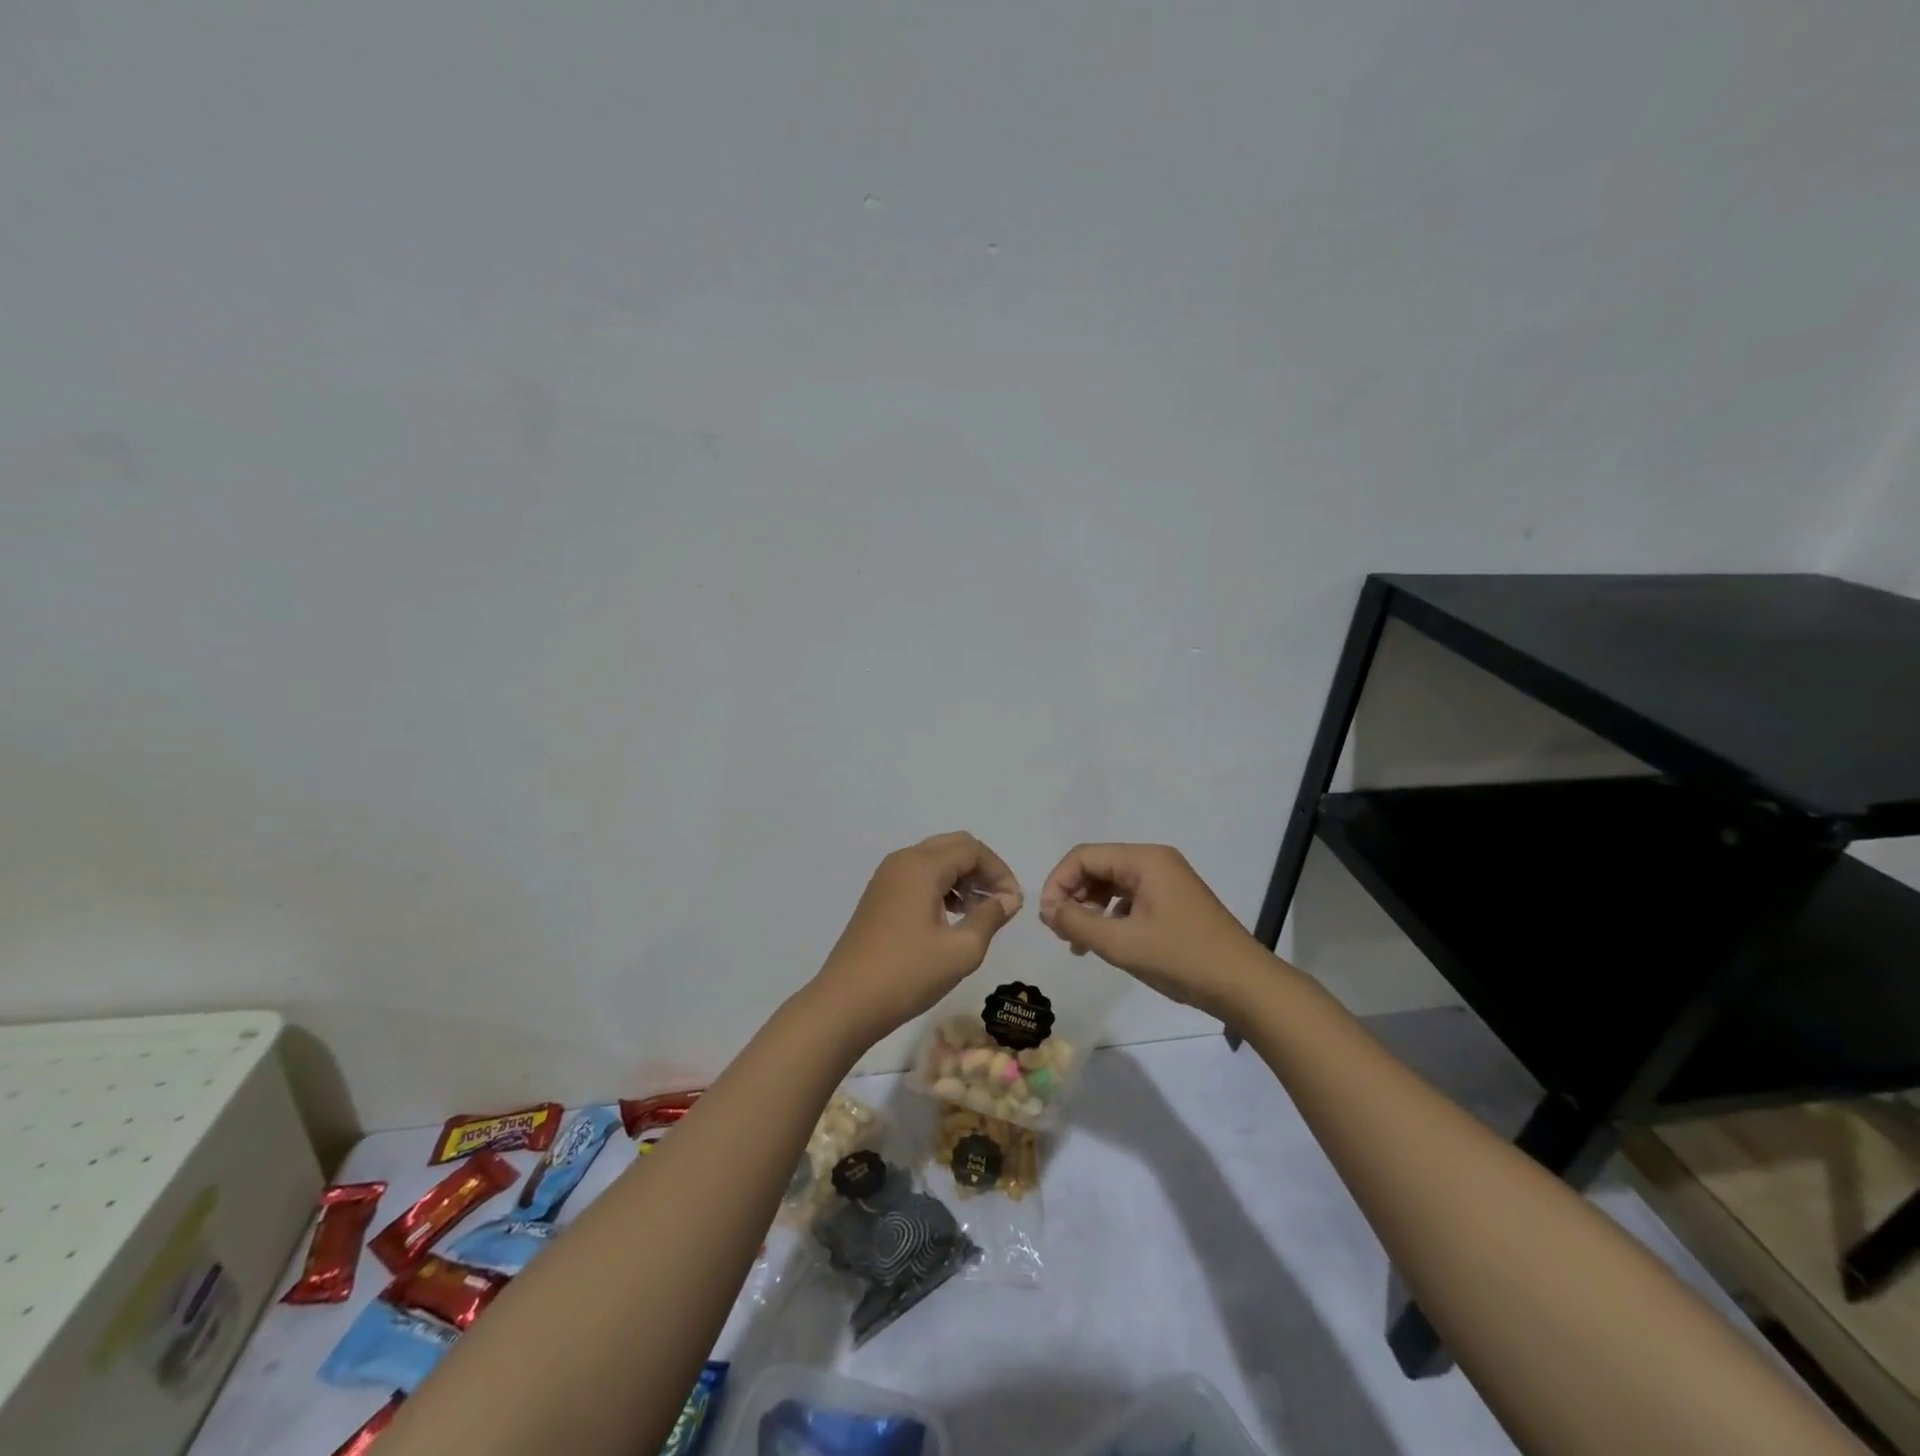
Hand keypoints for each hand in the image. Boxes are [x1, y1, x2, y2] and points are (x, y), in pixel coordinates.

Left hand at [814, 832, 1023, 1044]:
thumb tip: (1008, 898)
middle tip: (999, 902)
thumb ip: (990, 916)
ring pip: (935, 859)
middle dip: (982, 869)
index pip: (972, 849)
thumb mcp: (961, 950)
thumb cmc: (908, 974)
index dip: (999, 872)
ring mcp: (886, 878)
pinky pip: (918, 876)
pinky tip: (950, 917)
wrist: (846, 1002)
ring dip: (962, 877)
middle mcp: (902, 861)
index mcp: (922, 866)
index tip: (1013, 904)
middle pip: (953, 846)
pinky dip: (941, 886)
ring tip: (977, 912)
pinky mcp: (878, 896)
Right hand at [1037, 843, 1256, 1019]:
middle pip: (1098, 867)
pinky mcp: (1174, 902)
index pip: (1084, 856)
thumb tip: (1047, 910)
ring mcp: (1167, 881)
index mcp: (1144, 860)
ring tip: (1080, 944)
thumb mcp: (1121, 943)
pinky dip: (1111, 918)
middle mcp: (1155, 862)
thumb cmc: (1181, 958)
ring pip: (1112, 885)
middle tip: (1062, 933)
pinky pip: (1130, 899)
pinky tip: (1106, 944)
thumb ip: (1077, 922)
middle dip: (1073, 897)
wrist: (1245, 986)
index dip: (1058, 883)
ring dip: (1090, 910)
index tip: (1048, 919)